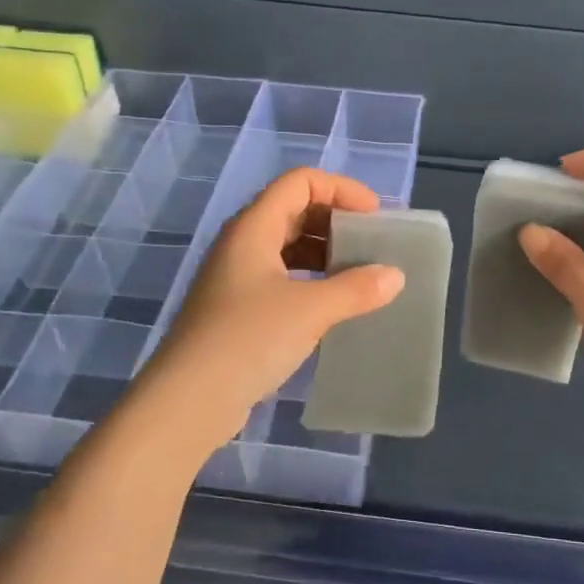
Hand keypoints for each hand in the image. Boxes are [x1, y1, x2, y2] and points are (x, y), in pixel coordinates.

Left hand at [132, 168, 404, 458]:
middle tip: (373, 246)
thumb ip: (356, 288)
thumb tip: (394, 276)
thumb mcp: (310, 310)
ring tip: (361, 276)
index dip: (341, 189)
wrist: (189, 401)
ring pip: (288, 247)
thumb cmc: (248, 339)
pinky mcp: (238, 311)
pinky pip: (282, 279)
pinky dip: (312, 281)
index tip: (374, 217)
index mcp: (253, 227)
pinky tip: (334, 306)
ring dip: (326, 254)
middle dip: (337, 221)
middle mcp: (242, 244)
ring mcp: (237, 278)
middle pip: (295, 210)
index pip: (300, 182)